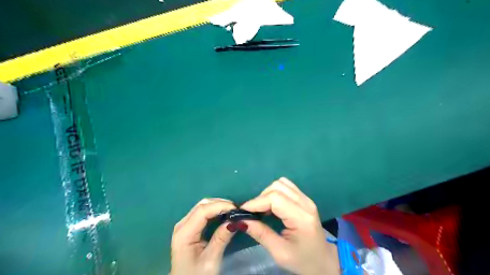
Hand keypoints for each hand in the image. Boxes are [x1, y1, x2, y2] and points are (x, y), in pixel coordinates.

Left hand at [171, 199, 234, 273]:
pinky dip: (214, 210)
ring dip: (218, 205)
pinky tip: (223, 214)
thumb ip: (221, 238)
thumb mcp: (211, 260)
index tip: (236, 209)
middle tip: (236, 210)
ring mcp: (184, 224)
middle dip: (220, 204)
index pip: (202, 210)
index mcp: (184, 233)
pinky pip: (202, 212)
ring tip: (232, 211)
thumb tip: (236, 221)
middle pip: (202, 205)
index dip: (220, 206)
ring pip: (202, 206)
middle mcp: (182, 224)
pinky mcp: (188, 226)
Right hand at [239, 177, 339, 273]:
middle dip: (261, 197)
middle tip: (254, 213)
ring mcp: (306, 199)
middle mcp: (306, 203)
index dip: (256, 202)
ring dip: (268, 193)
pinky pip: (286, 186)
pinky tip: (272, 206)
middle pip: (278, 187)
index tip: (243, 211)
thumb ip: (260, 233)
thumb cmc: (302, 260)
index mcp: (302, 218)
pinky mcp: (304, 199)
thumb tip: (240, 220)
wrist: (323, 261)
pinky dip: (275, 192)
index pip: (275, 199)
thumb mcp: (279, 252)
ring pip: (281, 183)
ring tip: (263, 209)